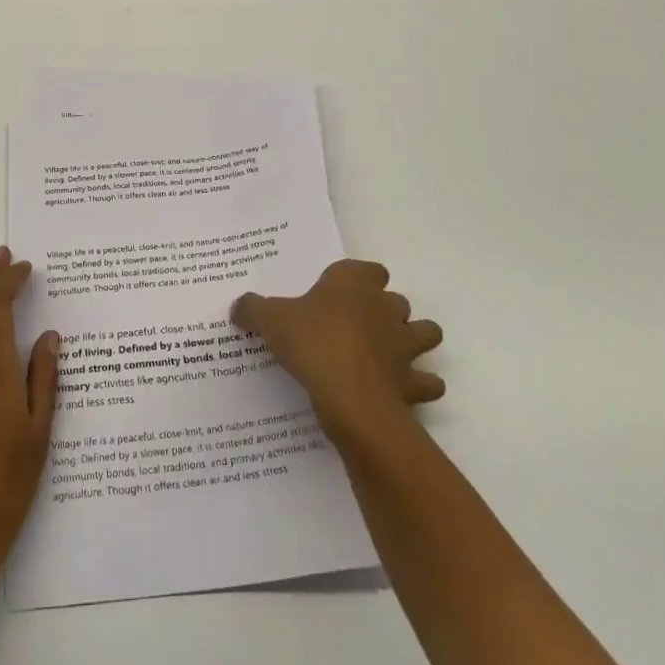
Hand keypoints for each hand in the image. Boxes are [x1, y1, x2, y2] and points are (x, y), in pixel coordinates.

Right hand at [231, 259, 443, 442]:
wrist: (349, 395)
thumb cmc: (312, 343)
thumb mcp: (270, 320)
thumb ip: (253, 309)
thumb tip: (238, 306)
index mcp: (354, 283)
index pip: (368, 269)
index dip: (358, 280)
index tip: (340, 294)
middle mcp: (386, 307)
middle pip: (395, 300)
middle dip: (384, 311)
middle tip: (355, 328)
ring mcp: (405, 344)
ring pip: (424, 333)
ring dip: (413, 341)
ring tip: (389, 355)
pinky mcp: (414, 381)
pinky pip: (426, 381)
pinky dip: (420, 385)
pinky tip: (400, 391)